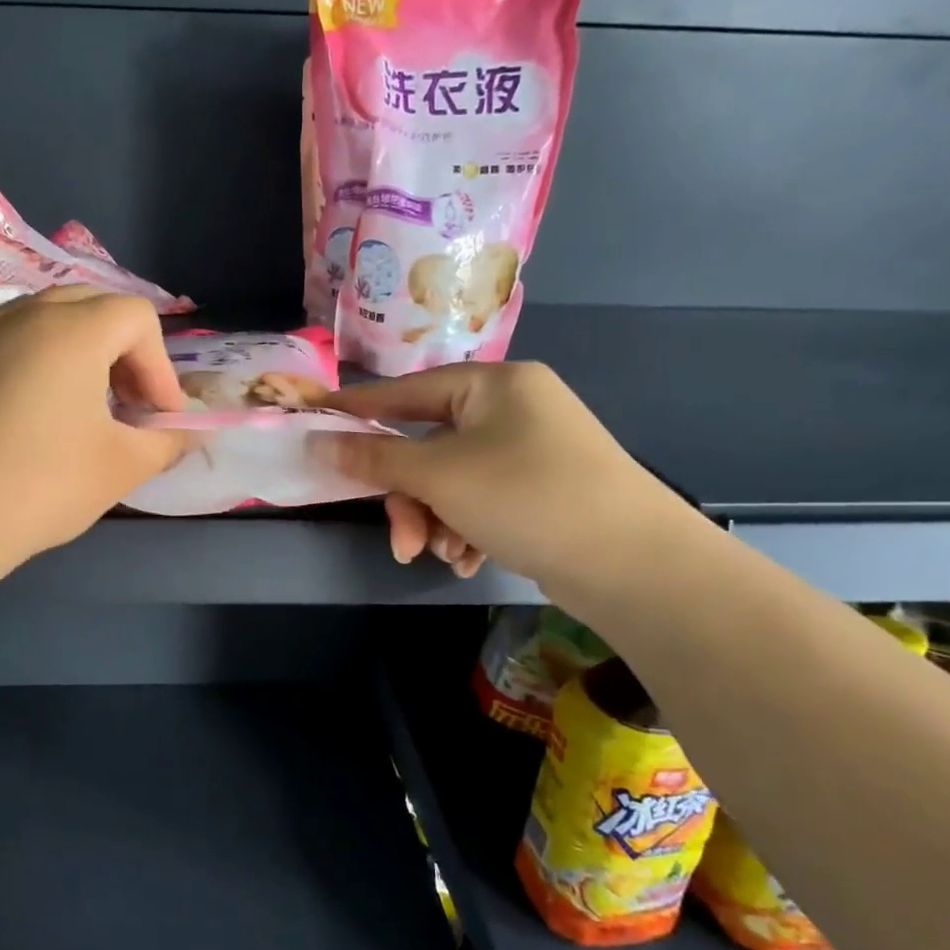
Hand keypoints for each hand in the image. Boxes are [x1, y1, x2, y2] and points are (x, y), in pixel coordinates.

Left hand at [0, 287, 189, 568]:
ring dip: (85, 354)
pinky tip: (40, 417)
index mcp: (74, 327)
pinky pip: (16, 341)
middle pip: (95, 307)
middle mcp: (27, 312)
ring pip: (52, 321)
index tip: (159, 418)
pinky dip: (44, 363)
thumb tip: (187, 433)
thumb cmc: (43, 482)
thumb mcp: (122, 465)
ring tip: (88, 409)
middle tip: (130, 406)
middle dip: (126, 353)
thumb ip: (167, 441)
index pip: (138, 318)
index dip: (161, 367)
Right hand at [316, 362, 696, 603]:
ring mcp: (531, 450)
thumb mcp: (440, 476)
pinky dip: (465, 529)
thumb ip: (374, 458)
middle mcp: (513, 409)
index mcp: (493, 385)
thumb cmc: (527, 497)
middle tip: (402, 542)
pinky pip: (480, 500)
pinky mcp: (542, 489)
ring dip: (435, 520)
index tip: (314, 419)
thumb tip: (317, 440)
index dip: (357, 409)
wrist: (635, 563)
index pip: (405, 391)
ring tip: (443, 555)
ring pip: (451, 481)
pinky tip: (469, 558)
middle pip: (428, 447)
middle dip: (409, 498)